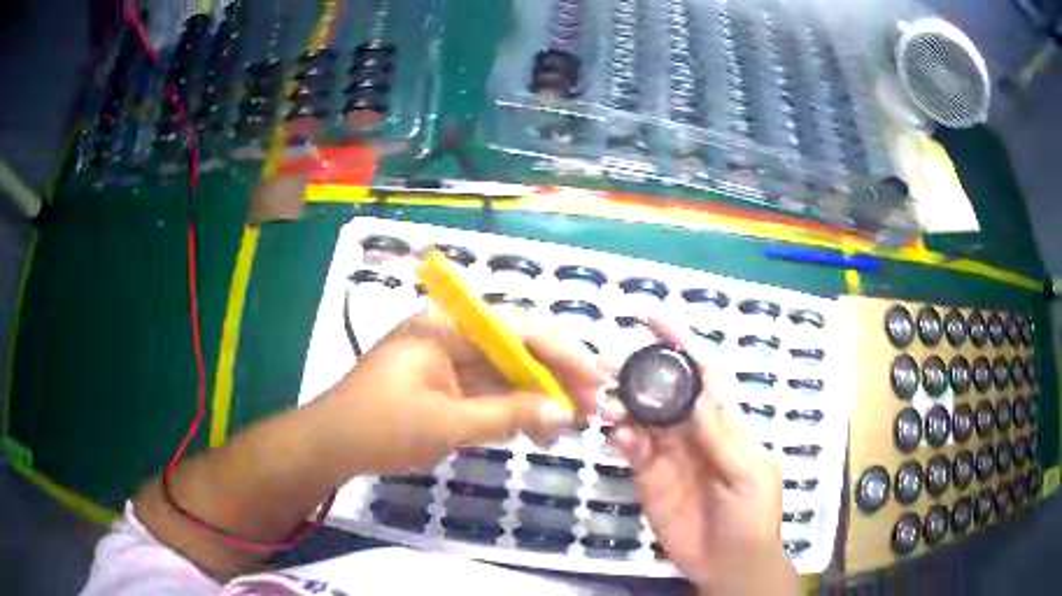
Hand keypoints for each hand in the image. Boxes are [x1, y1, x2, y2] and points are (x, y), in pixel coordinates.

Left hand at [314, 306, 604, 474]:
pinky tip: (540, 429)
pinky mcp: (446, 387)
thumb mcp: (447, 422)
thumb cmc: (381, 427)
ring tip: (574, 423)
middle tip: (594, 404)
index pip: (516, 329)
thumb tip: (565, 413)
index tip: (597, 377)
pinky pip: (489, 394)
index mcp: (445, 327)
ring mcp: (448, 362)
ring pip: (506, 374)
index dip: (562, 352)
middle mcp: (450, 336)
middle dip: (556, 376)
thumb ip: (508, 415)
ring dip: (539, 397)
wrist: (332, 447)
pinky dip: (515, 411)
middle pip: (516, 349)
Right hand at [605, 319, 798, 594]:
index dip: (682, 347)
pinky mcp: (649, 478)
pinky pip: (631, 451)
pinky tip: (615, 436)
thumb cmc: (752, 515)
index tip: (654, 323)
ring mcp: (669, 455)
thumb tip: (696, 392)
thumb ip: (722, 436)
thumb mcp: (748, 473)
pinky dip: (621, 439)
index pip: (704, 376)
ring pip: (643, 419)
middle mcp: (694, 432)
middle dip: (640, 372)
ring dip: (624, 405)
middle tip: (608, 361)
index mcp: (725, 423)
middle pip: (665, 393)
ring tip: (605, 401)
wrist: (729, 564)